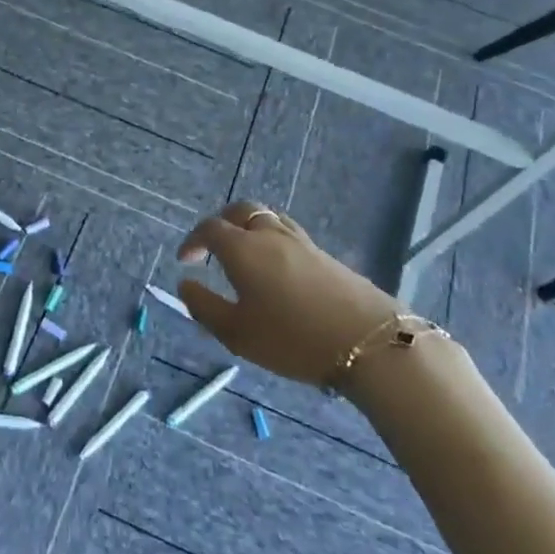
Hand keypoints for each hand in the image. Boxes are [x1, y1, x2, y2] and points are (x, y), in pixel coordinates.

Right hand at [177, 201, 401, 388]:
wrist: (369, 342)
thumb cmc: (291, 338)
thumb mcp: (236, 333)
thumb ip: (204, 306)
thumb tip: (185, 284)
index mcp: (243, 249)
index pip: (210, 228)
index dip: (193, 240)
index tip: (186, 261)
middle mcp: (271, 235)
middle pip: (242, 211)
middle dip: (222, 223)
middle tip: (213, 249)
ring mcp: (303, 242)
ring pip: (269, 219)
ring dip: (250, 229)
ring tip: (246, 257)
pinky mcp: (326, 255)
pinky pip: (290, 235)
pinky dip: (273, 242)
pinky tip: (277, 272)